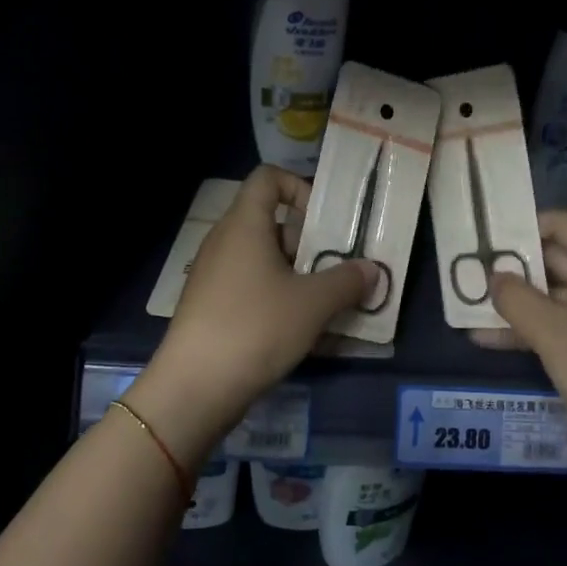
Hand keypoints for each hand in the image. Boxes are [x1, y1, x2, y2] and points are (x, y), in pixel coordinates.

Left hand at [133, 166, 375, 461]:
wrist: (194, 388)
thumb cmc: (256, 327)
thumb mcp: (313, 303)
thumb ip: (347, 280)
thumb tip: (372, 270)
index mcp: (244, 224)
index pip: (268, 178)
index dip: (299, 187)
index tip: (324, 222)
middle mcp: (224, 241)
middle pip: (271, 222)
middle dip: (308, 242)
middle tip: (338, 267)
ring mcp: (214, 275)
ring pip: (263, 259)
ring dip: (298, 274)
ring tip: (328, 303)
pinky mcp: (210, 306)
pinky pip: (250, 286)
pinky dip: (277, 297)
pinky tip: (300, 329)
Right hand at [488, 210, 566, 469]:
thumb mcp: (553, 333)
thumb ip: (515, 298)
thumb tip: (493, 276)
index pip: (560, 224)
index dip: (520, 228)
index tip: (482, 240)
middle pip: (556, 258)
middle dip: (512, 270)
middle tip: (466, 274)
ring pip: (558, 295)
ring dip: (518, 304)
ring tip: (468, 309)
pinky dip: (537, 328)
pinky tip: (491, 340)